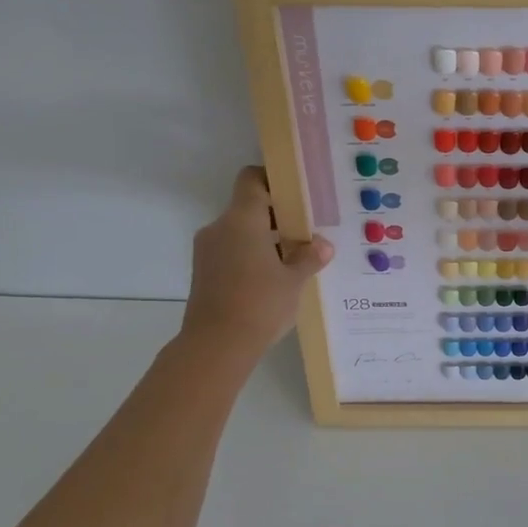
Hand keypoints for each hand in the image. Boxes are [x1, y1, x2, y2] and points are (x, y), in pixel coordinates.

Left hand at [182, 166, 331, 355]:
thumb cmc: (259, 304)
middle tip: (306, 230)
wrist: (215, 347)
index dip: (272, 179)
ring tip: (294, 258)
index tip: (296, 192)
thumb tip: (323, 244)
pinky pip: (231, 251)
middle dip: (277, 216)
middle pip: (248, 206)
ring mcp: (208, 250)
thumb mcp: (294, 280)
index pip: (251, 179)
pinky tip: (273, 278)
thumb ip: (309, 257)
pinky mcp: (204, 272)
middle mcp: (220, 227)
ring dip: (265, 239)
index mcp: (242, 220)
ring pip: (240, 231)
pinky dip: (251, 256)